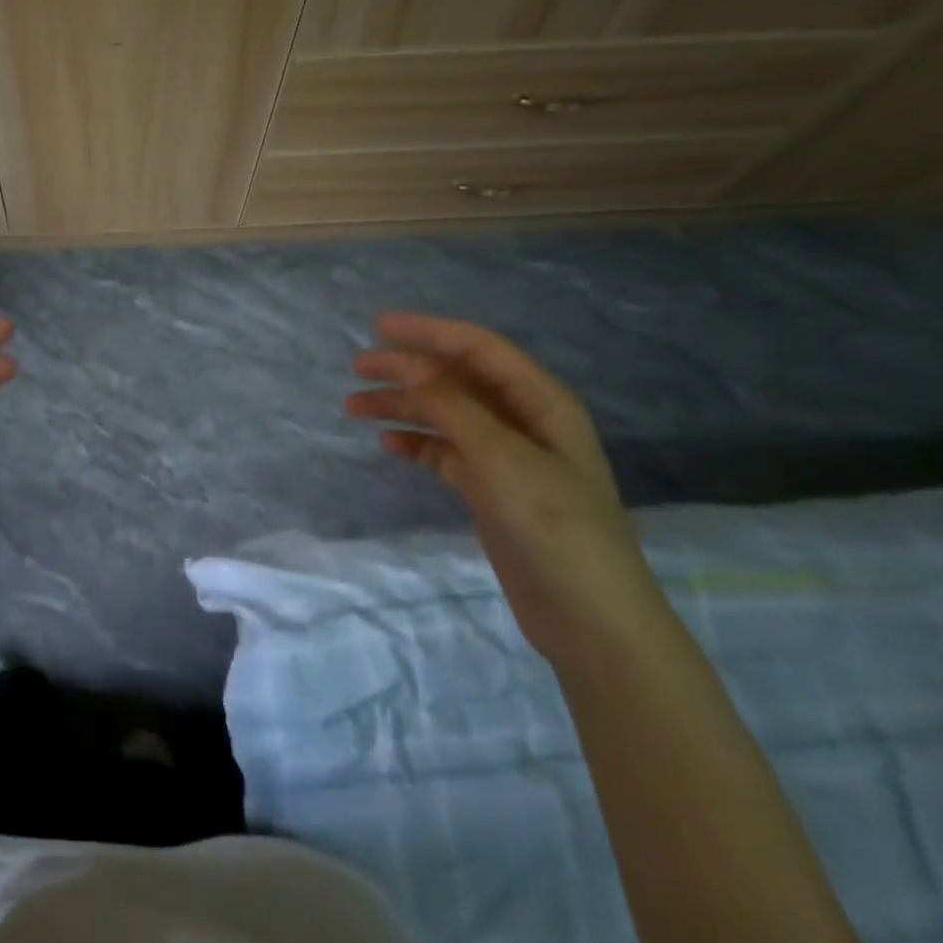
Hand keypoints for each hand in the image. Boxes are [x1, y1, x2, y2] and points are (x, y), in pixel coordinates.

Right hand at [345, 313, 666, 665]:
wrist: (588, 616)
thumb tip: (410, 366)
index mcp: (539, 401)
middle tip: (357, 367)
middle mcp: (523, 420)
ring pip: (445, 415)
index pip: (478, 348)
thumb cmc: (553, 525)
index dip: (429, 332)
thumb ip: (454, 407)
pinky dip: (416, 443)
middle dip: (407, 368)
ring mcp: (506, 456)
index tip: (378, 327)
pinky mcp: (491, 489)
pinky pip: (445, 452)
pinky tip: (388, 444)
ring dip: (403, 406)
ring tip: (355, 407)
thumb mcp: (502, 457)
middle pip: (457, 379)